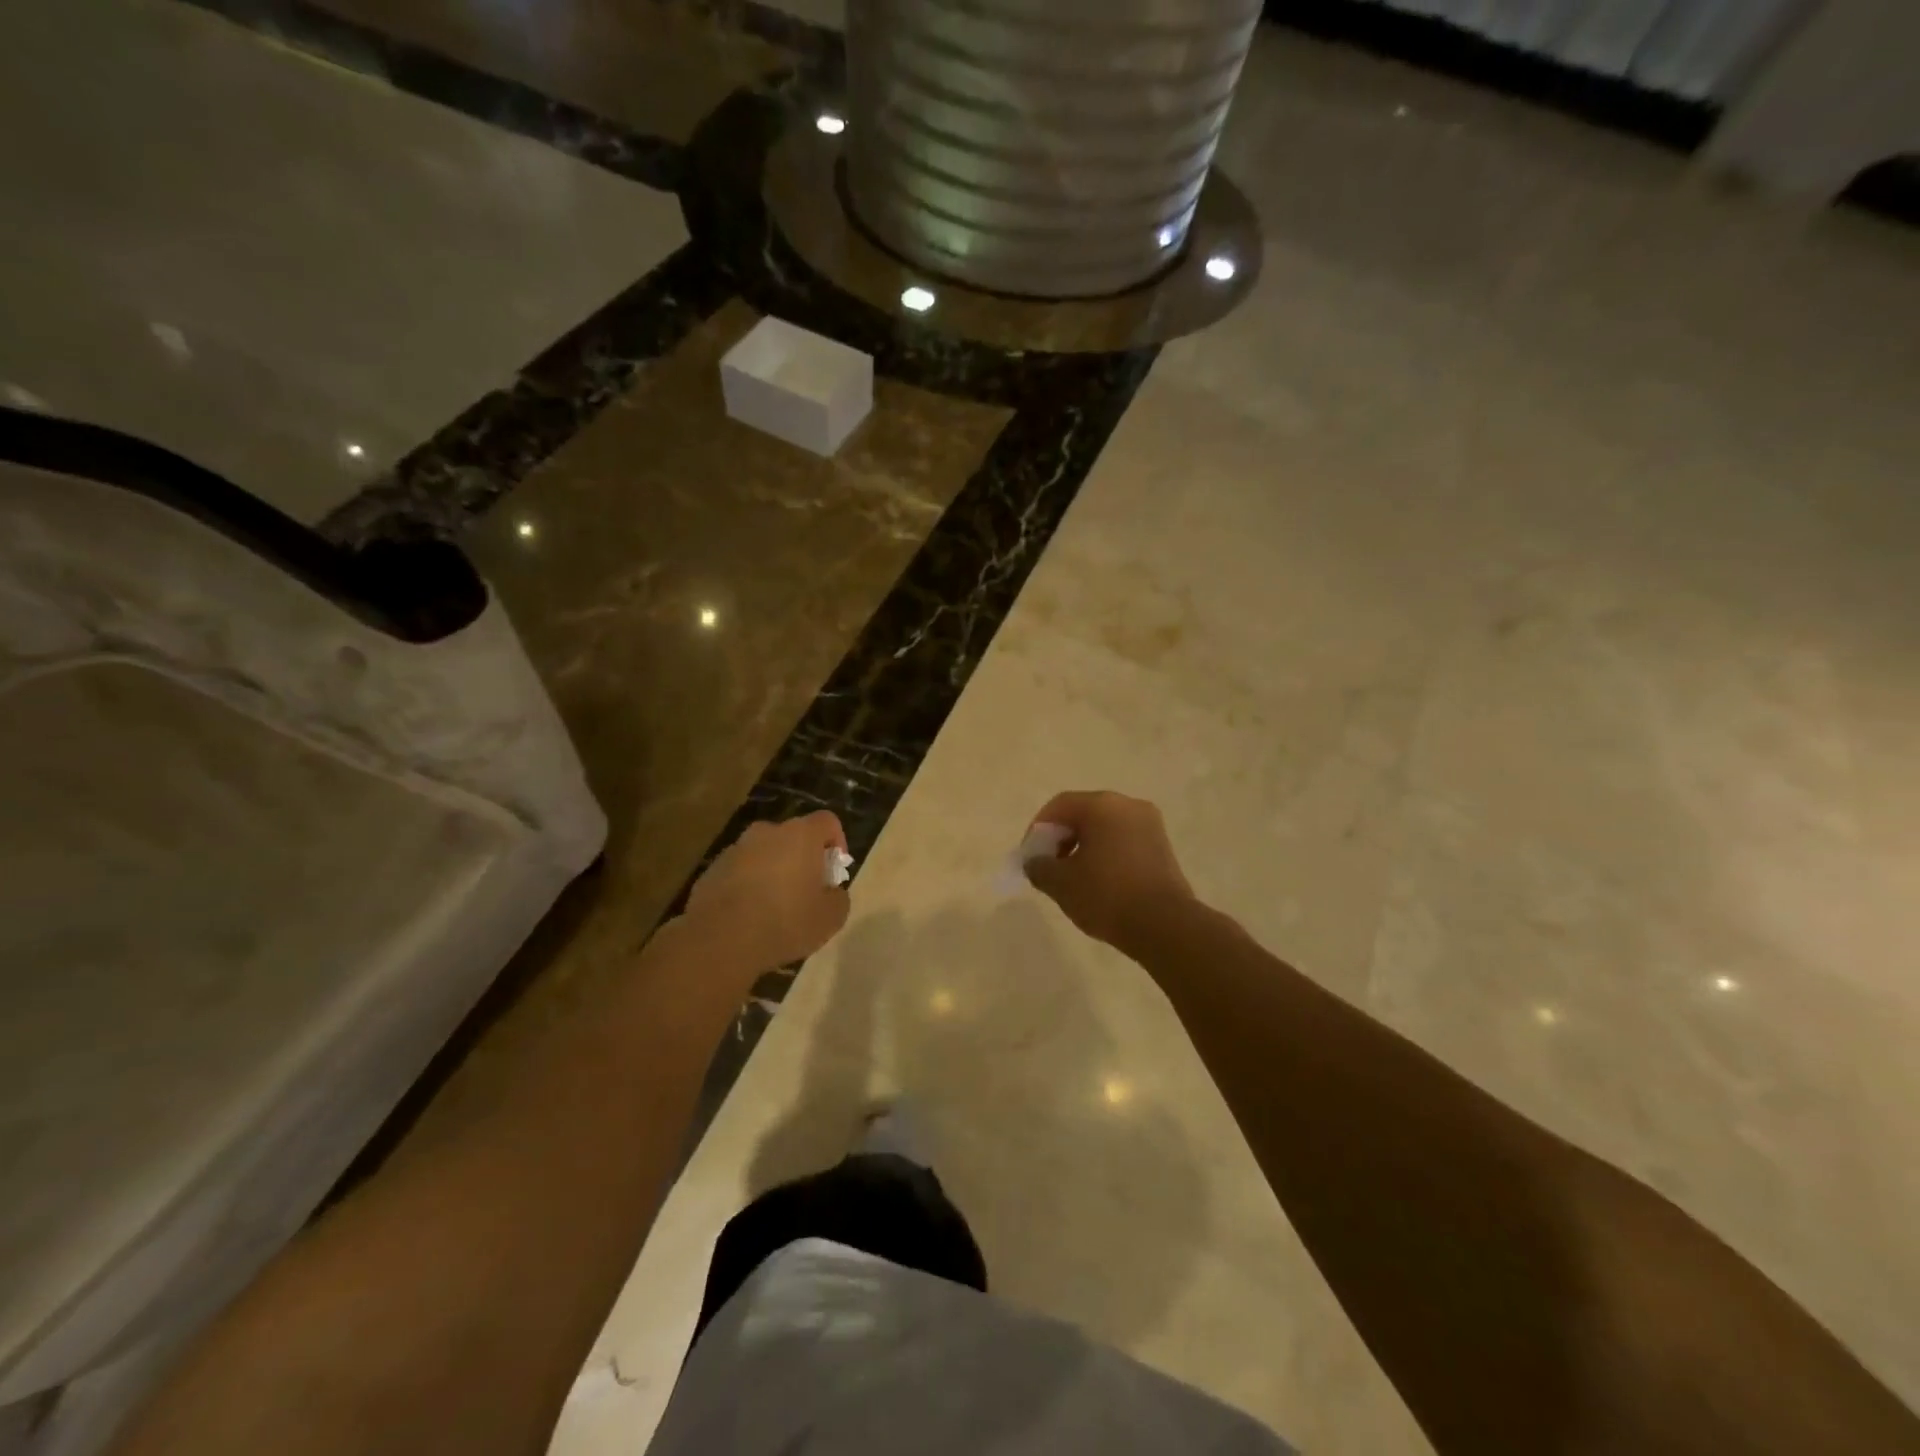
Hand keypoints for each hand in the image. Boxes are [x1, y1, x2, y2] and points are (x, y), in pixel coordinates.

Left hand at [681, 812, 850, 974]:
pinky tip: (748, 916)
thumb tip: (831, 892)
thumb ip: (839, 897)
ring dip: (774, 871)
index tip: (835, 871)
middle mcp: (767, 832)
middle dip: (803, 858)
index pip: (827, 821)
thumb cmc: (785, 922)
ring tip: (775, 907)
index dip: (837, 842)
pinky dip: (748, 885)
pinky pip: (740, 871)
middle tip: (807, 891)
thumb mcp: (831, 918)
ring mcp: (735, 849)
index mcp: (800, 835)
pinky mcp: (712, 869)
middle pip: (793, 836)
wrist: (720, 941)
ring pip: (764, 853)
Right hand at [1023, 791, 1194, 952]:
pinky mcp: (1163, 847)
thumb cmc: (1106, 895)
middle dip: (1061, 838)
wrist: (1164, 926)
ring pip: (1105, 828)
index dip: (1038, 829)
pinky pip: (1124, 842)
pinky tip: (1100, 883)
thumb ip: (1039, 867)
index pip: (1060, 805)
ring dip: (1084, 847)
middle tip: (1049, 866)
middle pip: (1084, 813)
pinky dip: (1106, 855)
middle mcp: (1129, 805)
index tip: (1030, 856)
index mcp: (1102, 805)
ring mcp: (1151, 825)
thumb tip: (1036, 862)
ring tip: (1073, 879)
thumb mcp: (1060, 883)